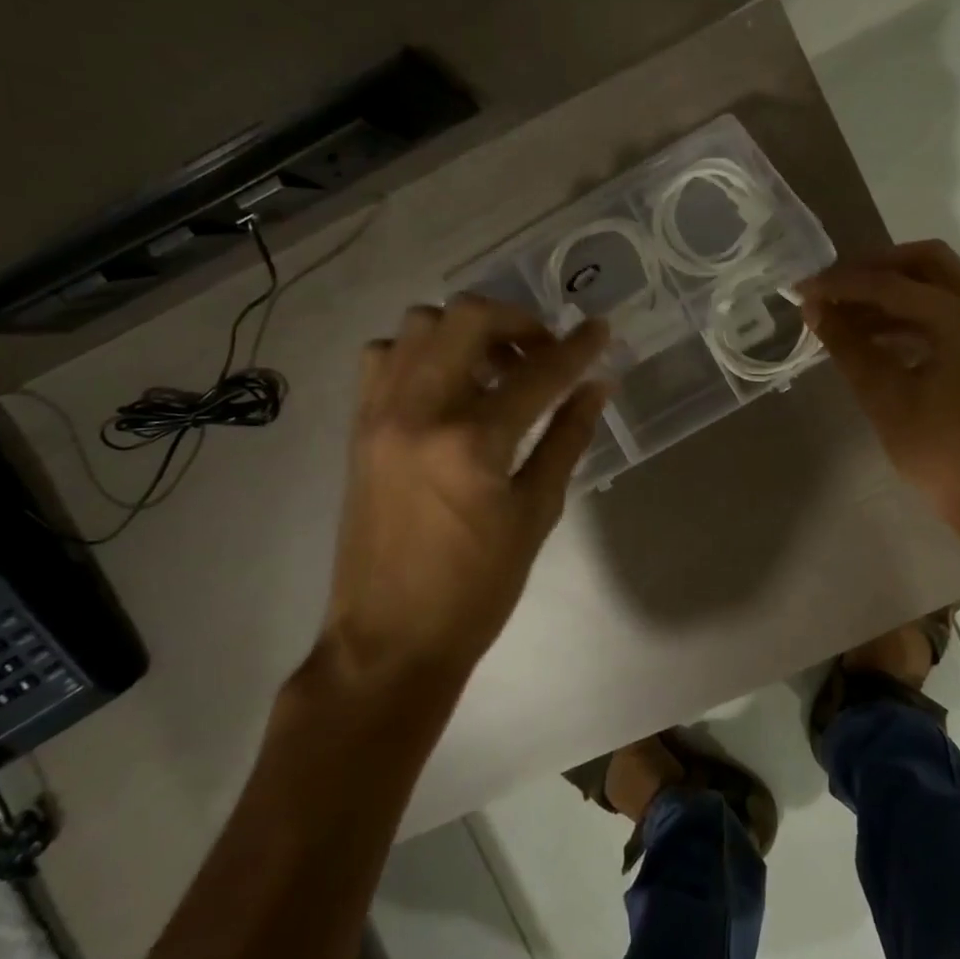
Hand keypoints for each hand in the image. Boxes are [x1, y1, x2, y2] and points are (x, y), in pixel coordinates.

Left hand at [325, 297, 609, 675]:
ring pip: (419, 324)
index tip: (601, 329)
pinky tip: (447, 385)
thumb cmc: (475, 588)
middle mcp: (419, 410)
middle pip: (467, 318)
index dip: (577, 347)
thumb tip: (597, 387)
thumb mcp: (536, 514)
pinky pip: (384, 357)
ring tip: (494, 367)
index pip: (538, 371)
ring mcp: (380, 414)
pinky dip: (420, 352)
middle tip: (543, 351)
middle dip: (517, 320)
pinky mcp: (358, 427)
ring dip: (466, 331)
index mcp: (471, 441)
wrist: (388, 640)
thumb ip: (566, 438)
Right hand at [800, 241, 959, 525]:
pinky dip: (911, 314)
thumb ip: (847, 344)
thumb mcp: (884, 397)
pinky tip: (875, 336)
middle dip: (874, 269)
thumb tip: (813, 307)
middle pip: (926, 262)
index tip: (803, 289)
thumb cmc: (939, 451)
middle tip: (833, 286)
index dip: (842, 284)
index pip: (892, 283)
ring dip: (891, 292)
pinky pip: (949, 311)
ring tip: (844, 315)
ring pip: (939, 285)